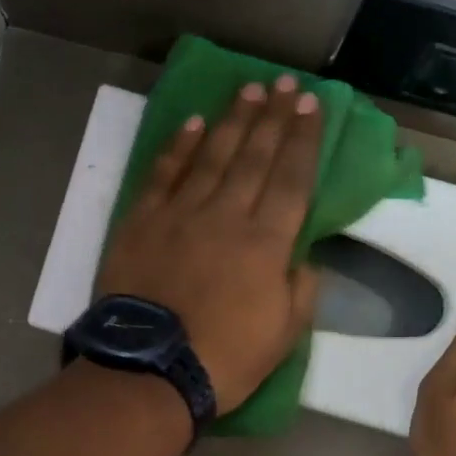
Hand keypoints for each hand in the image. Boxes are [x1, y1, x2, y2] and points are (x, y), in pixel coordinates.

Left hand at [98, 77, 323, 412]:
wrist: (151, 370)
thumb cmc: (225, 358)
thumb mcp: (284, 335)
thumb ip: (300, 290)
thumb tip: (303, 257)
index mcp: (267, 243)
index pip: (292, 179)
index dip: (304, 140)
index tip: (312, 106)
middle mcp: (227, 215)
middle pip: (254, 157)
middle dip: (274, 117)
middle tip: (286, 84)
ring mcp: (181, 213)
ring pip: (212, 155)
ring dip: (232, 120)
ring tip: (249, 90)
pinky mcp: (142, 221)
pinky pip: (164, 174)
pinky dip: (178, 147)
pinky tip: (192, 123)